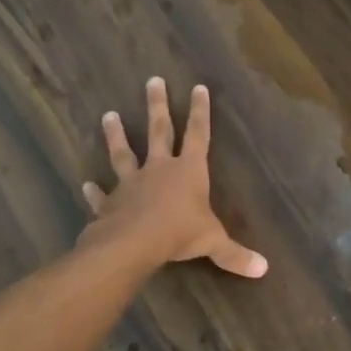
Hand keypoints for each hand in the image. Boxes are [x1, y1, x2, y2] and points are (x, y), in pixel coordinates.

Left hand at [80, 78, 267, 277]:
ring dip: (116, 135)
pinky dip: (94, 191)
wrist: (133, 243)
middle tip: (152, 80)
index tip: (197, 87)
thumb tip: (263, 269)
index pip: (199, 135)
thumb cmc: (179, 233)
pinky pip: (101, 195)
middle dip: (158, 106)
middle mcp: (160, 169)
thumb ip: (235, 254)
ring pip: (124, 153)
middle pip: (159, 131)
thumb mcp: (213, 242)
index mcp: (189, 171)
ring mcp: (131, 183)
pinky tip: (86, 185)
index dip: (200, 112)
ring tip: (107, 114)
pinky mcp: (110, 202)